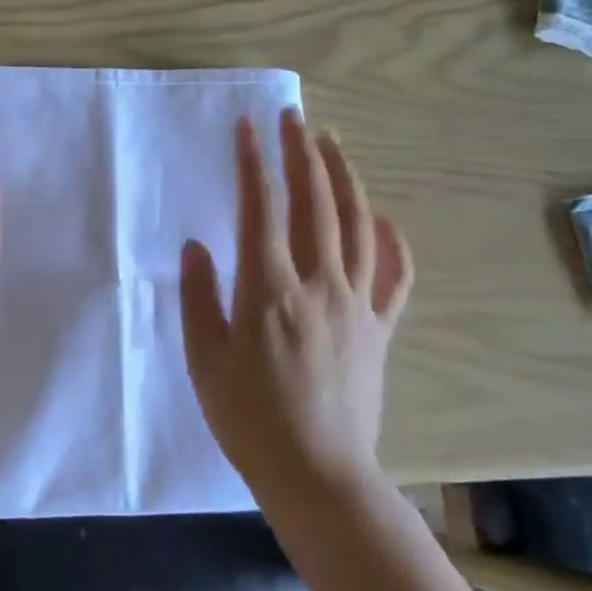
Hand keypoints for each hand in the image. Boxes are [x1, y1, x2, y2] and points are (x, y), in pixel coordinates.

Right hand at [180, 109, 413, 495]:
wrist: (318, 474)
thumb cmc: (249, 419)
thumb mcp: (204, 360)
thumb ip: (199, 297)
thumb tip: (197, 246)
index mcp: (269, 290)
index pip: (260, 209)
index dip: (253, 163)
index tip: (247, 127)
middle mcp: (318, 284)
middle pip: (314, 203)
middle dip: (302, 153)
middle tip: (293, 117)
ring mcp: (357, 304)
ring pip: (356, 225)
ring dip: (343, 178)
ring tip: (330, 144)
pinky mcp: (380, 328)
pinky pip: (395, 274)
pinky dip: (391, 239)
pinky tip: (381, 217)